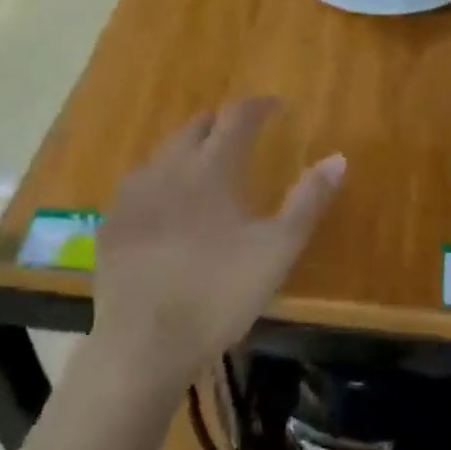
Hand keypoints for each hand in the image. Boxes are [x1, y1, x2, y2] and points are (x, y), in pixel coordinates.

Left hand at [92, 98, 343, 394]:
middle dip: (219, 123)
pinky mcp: (112, 222)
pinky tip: (161, 200)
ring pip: (163, 152)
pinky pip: (138, 182)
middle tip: (238, 133)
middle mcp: (169, 167)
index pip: (236, 117)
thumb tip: (338, 157)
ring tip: (201, 163)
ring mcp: (134, 194)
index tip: (274, 105)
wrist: (144, 344)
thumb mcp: (277, 250)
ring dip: (187, 147)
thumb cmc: (219, 293)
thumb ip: (308, 200)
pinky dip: (158, 178)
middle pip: (195, 127)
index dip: (257, 106)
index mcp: (212, 168)